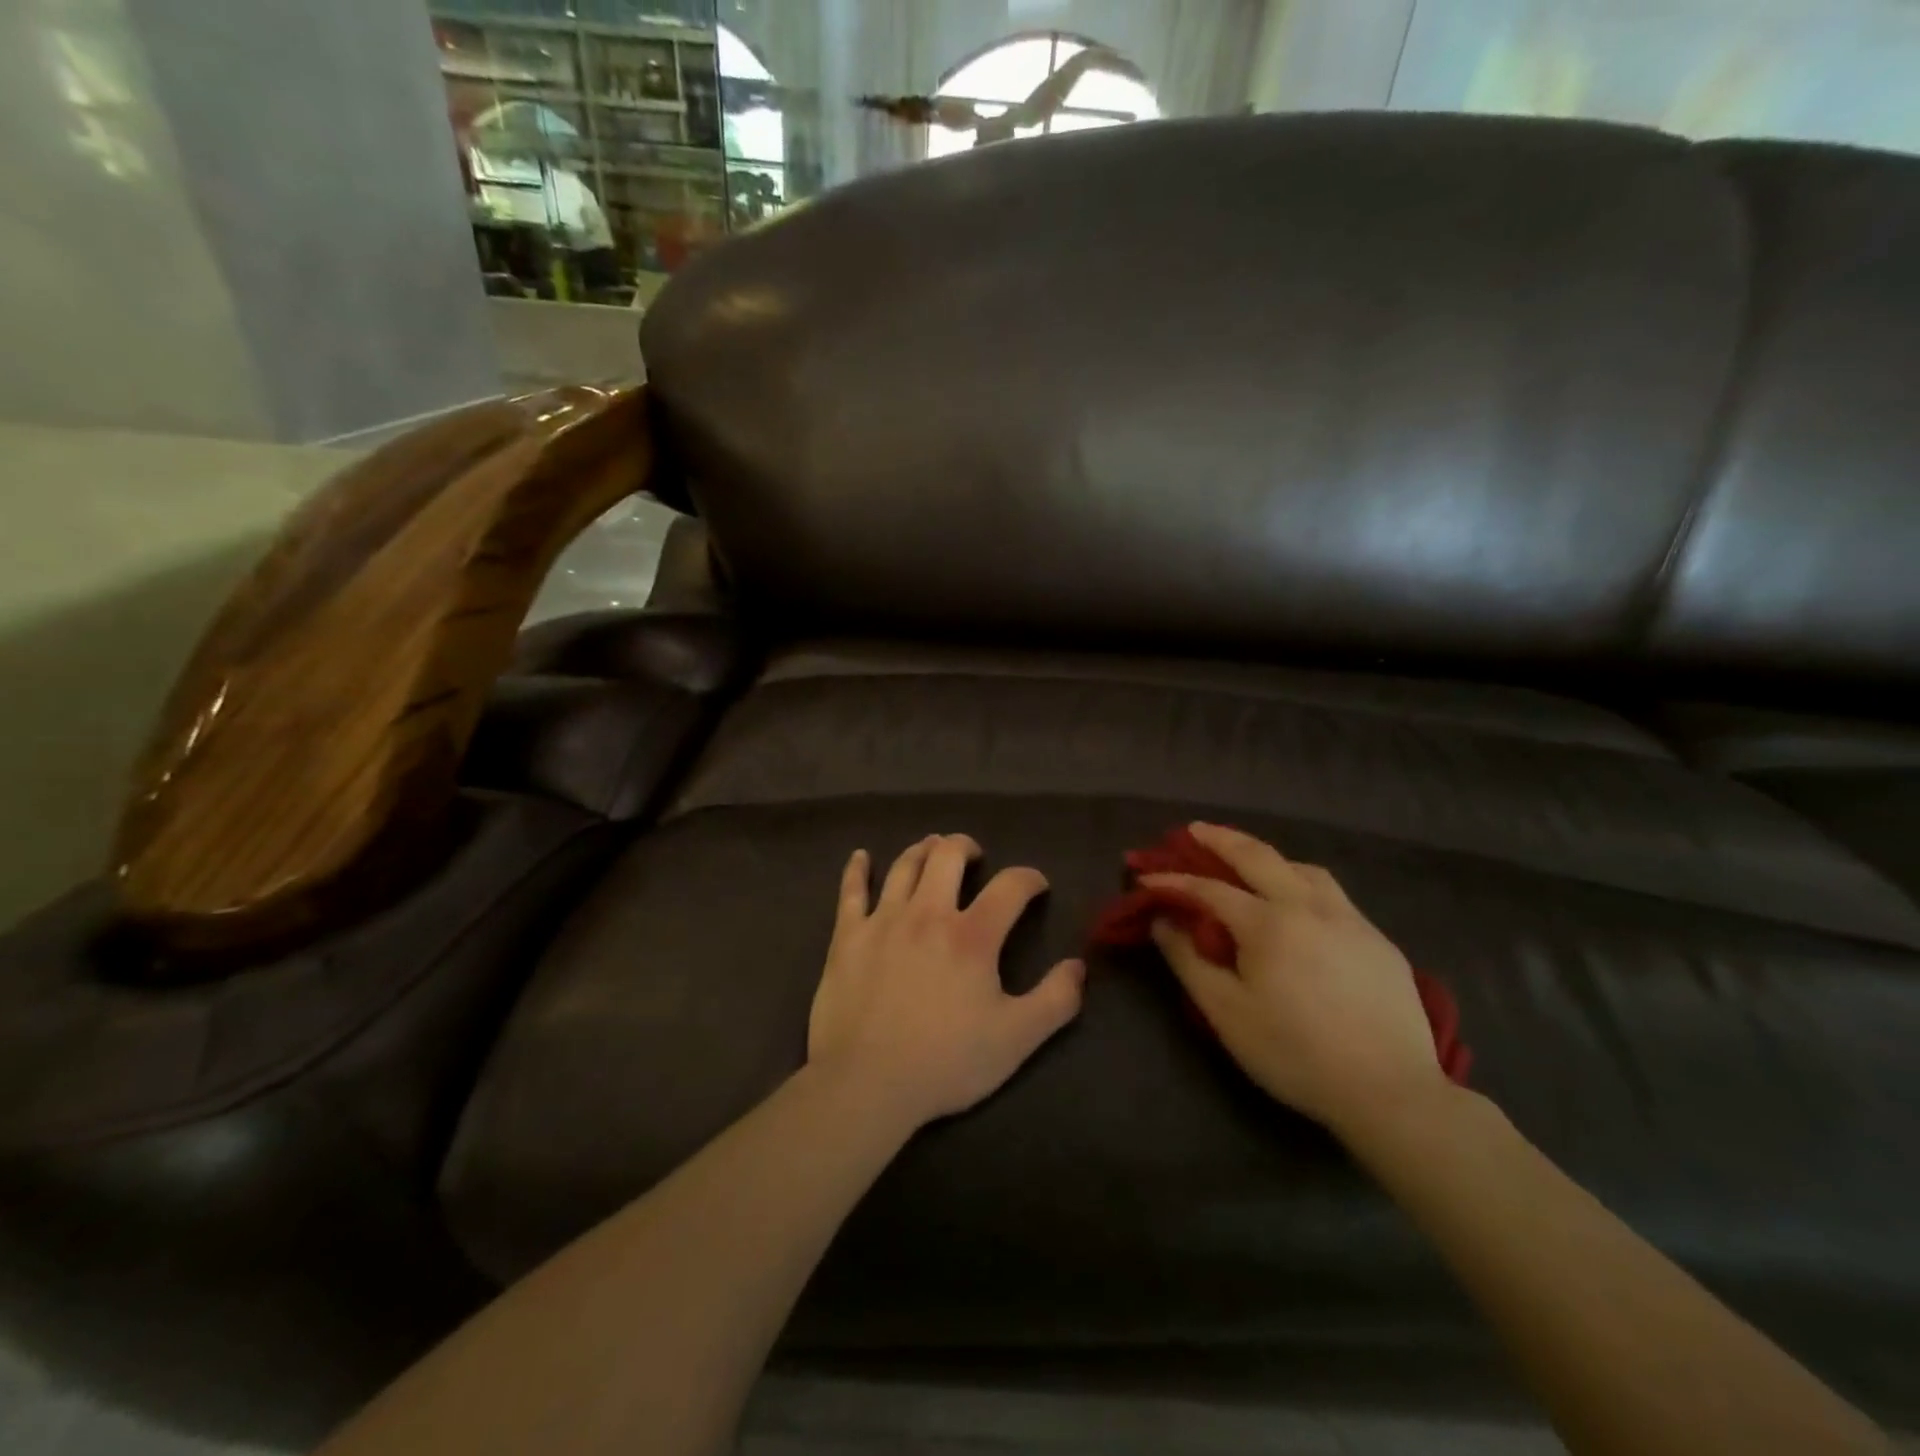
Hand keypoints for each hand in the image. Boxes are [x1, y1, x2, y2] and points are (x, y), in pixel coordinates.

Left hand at [808, 834, 1085, 1130]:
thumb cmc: (946, 1062)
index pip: (1010, 886)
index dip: (1029, 878)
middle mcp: (927, 914)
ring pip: (904, 866)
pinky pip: (850, 891)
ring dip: (923, 849)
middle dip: (966, 847)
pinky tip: (861, 857)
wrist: (866, 1084)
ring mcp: (883, 921)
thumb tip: (1078, 966)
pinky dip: (857, 869)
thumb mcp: (1016, 1039)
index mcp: (972, 936)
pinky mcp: (847, 936)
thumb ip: (1055, 1000)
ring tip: (932, 848)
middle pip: (948, 856)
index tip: (1036, 885)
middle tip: (975, 856)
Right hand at [1144, 823, 1447, 1138]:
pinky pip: (1333, 894)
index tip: (1146, 878)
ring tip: (1249, 862)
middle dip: (1220, 839)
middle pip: (1258, 856)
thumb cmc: (1295, 1054)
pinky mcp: (1378, 940)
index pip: (1209, 889)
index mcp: (1269, 924)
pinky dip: (1303, 882)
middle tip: (1194, 830)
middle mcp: (1309, 907)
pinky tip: (1300, 904)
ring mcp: (1350, 920)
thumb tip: (1164, 920)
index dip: (1174, 881)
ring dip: (1268, 857)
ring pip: (1303, 868)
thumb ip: (1188, 961)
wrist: (1391, 1092)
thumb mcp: (1226, 1013)